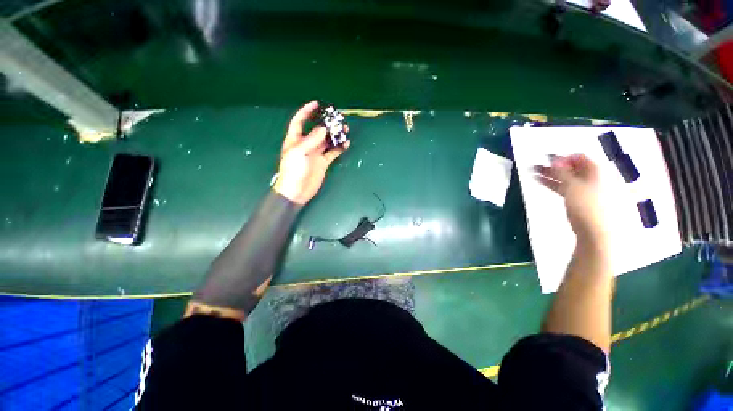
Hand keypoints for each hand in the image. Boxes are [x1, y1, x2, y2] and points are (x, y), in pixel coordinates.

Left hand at [273, 101, 349, 204]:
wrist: (297, 190)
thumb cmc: (293, 170)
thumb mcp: (299, 152)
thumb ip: (311, 140)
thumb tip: (323, 128)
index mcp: (296, 139)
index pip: (300, 121)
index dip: (306, 111)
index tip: (316, 103)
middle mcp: (307, 144)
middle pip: (317, 130)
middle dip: (326, 123)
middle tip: (337, 118)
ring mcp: (316, 153)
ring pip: (327, 141)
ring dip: (335, 135)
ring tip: (344, 129)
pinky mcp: (323, 162)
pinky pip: (333, 152)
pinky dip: (339, 148)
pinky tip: (346, 143)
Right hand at [534, 154, 606, 241]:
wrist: (594, 232)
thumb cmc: (587, 206)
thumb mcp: (573, 186)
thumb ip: (562, 171)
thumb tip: (554, 158)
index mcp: (595, 172)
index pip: (579, 157)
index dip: (563, 157)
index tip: (547, 159)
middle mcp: (590, 178)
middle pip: (571, 167)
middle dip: (553, 165)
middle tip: (536, 164)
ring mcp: (583, 189)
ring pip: (565, 177)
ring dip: (550, 174)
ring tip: (533, 171)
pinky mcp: (577, 199)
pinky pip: (564, 187)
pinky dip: (552, 183)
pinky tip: (541, 181)